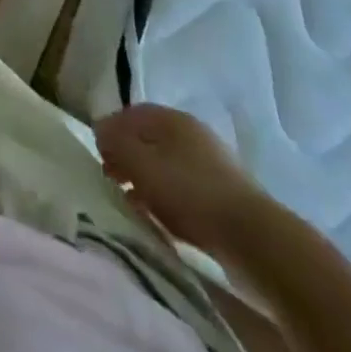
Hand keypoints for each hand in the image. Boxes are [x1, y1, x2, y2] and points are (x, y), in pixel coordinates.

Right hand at [94, 104, 267, 258]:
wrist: (253, 238)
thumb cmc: (189, 192)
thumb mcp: (140, 163)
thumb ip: (115, 142)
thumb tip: (100, 129)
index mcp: (170, 117)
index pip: (130, 113)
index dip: (110, 130)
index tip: (97, 154)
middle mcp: (190, 132)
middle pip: (148, 139)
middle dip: (126, 156)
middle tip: (110, 178)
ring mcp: (210, 163)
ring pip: (165, 164)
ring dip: (144, 179)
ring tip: (131, 201)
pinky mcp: (223, 195)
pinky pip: (183, 188)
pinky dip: (165, 197)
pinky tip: (158, 216)